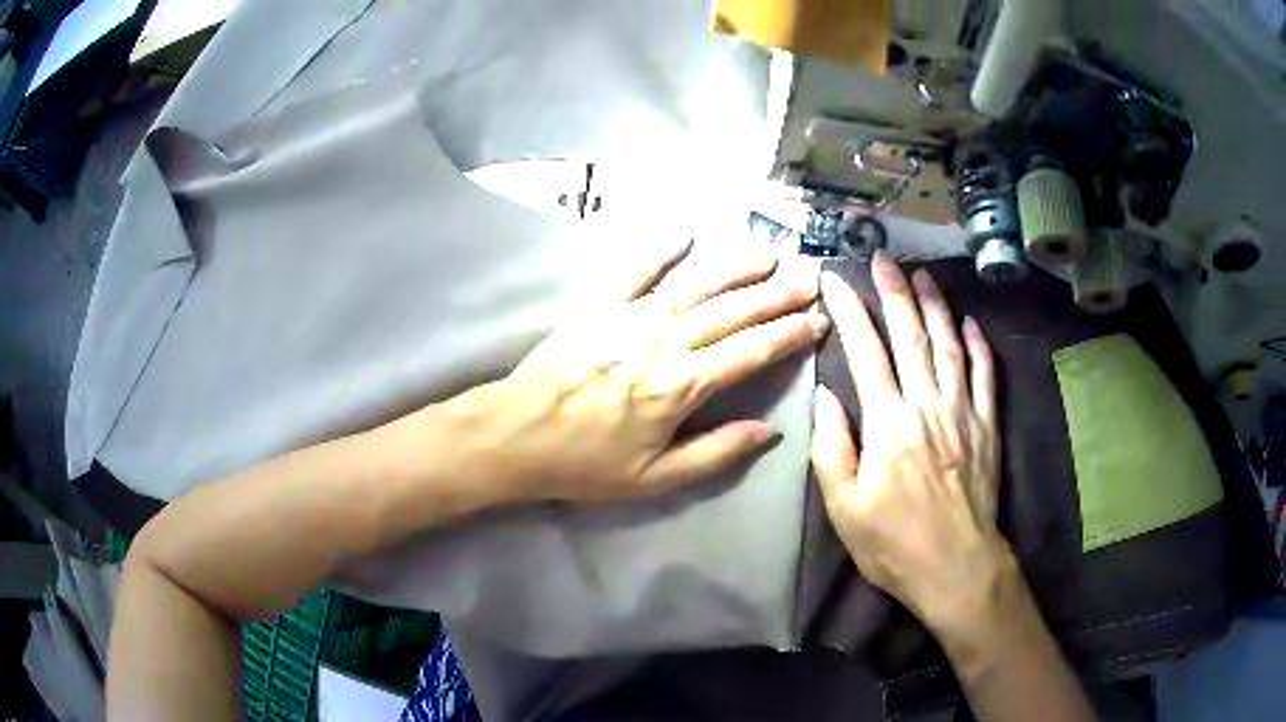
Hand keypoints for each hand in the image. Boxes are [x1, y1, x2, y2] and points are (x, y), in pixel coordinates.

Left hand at [441, 241, 827, 505]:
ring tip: (768, 254)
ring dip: (735, 267)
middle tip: (809, 279)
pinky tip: (683, 233)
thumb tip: (769, 431)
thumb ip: (716, 452)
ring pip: (694, 285)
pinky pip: (633, 270)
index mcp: (680, 386)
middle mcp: (662, 341)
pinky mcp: (597, 306)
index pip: (750, 352)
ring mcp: (628, 317)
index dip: (789, 335)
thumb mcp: (655, 478)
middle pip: (732, 311)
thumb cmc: (585, 464)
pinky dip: (658, 250)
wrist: (516, 435)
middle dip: (776, 294)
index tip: (817, 321)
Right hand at [811, 252, 1010, 632]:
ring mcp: (963, 413)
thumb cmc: (894, 544)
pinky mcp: (987, 427)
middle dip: (894, 292)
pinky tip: (971, 323)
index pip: (865, 352)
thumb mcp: (844, 508)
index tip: (834, 280)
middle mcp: (926, 405)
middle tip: (884, 259)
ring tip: (925, 275)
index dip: (849, 311)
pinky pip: (986, 376)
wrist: (957, 568)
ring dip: (936, 306)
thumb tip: (825, 395)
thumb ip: (831, 449)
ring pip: (949, 346)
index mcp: (888, 424)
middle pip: (910, 336)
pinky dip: (979, 346)